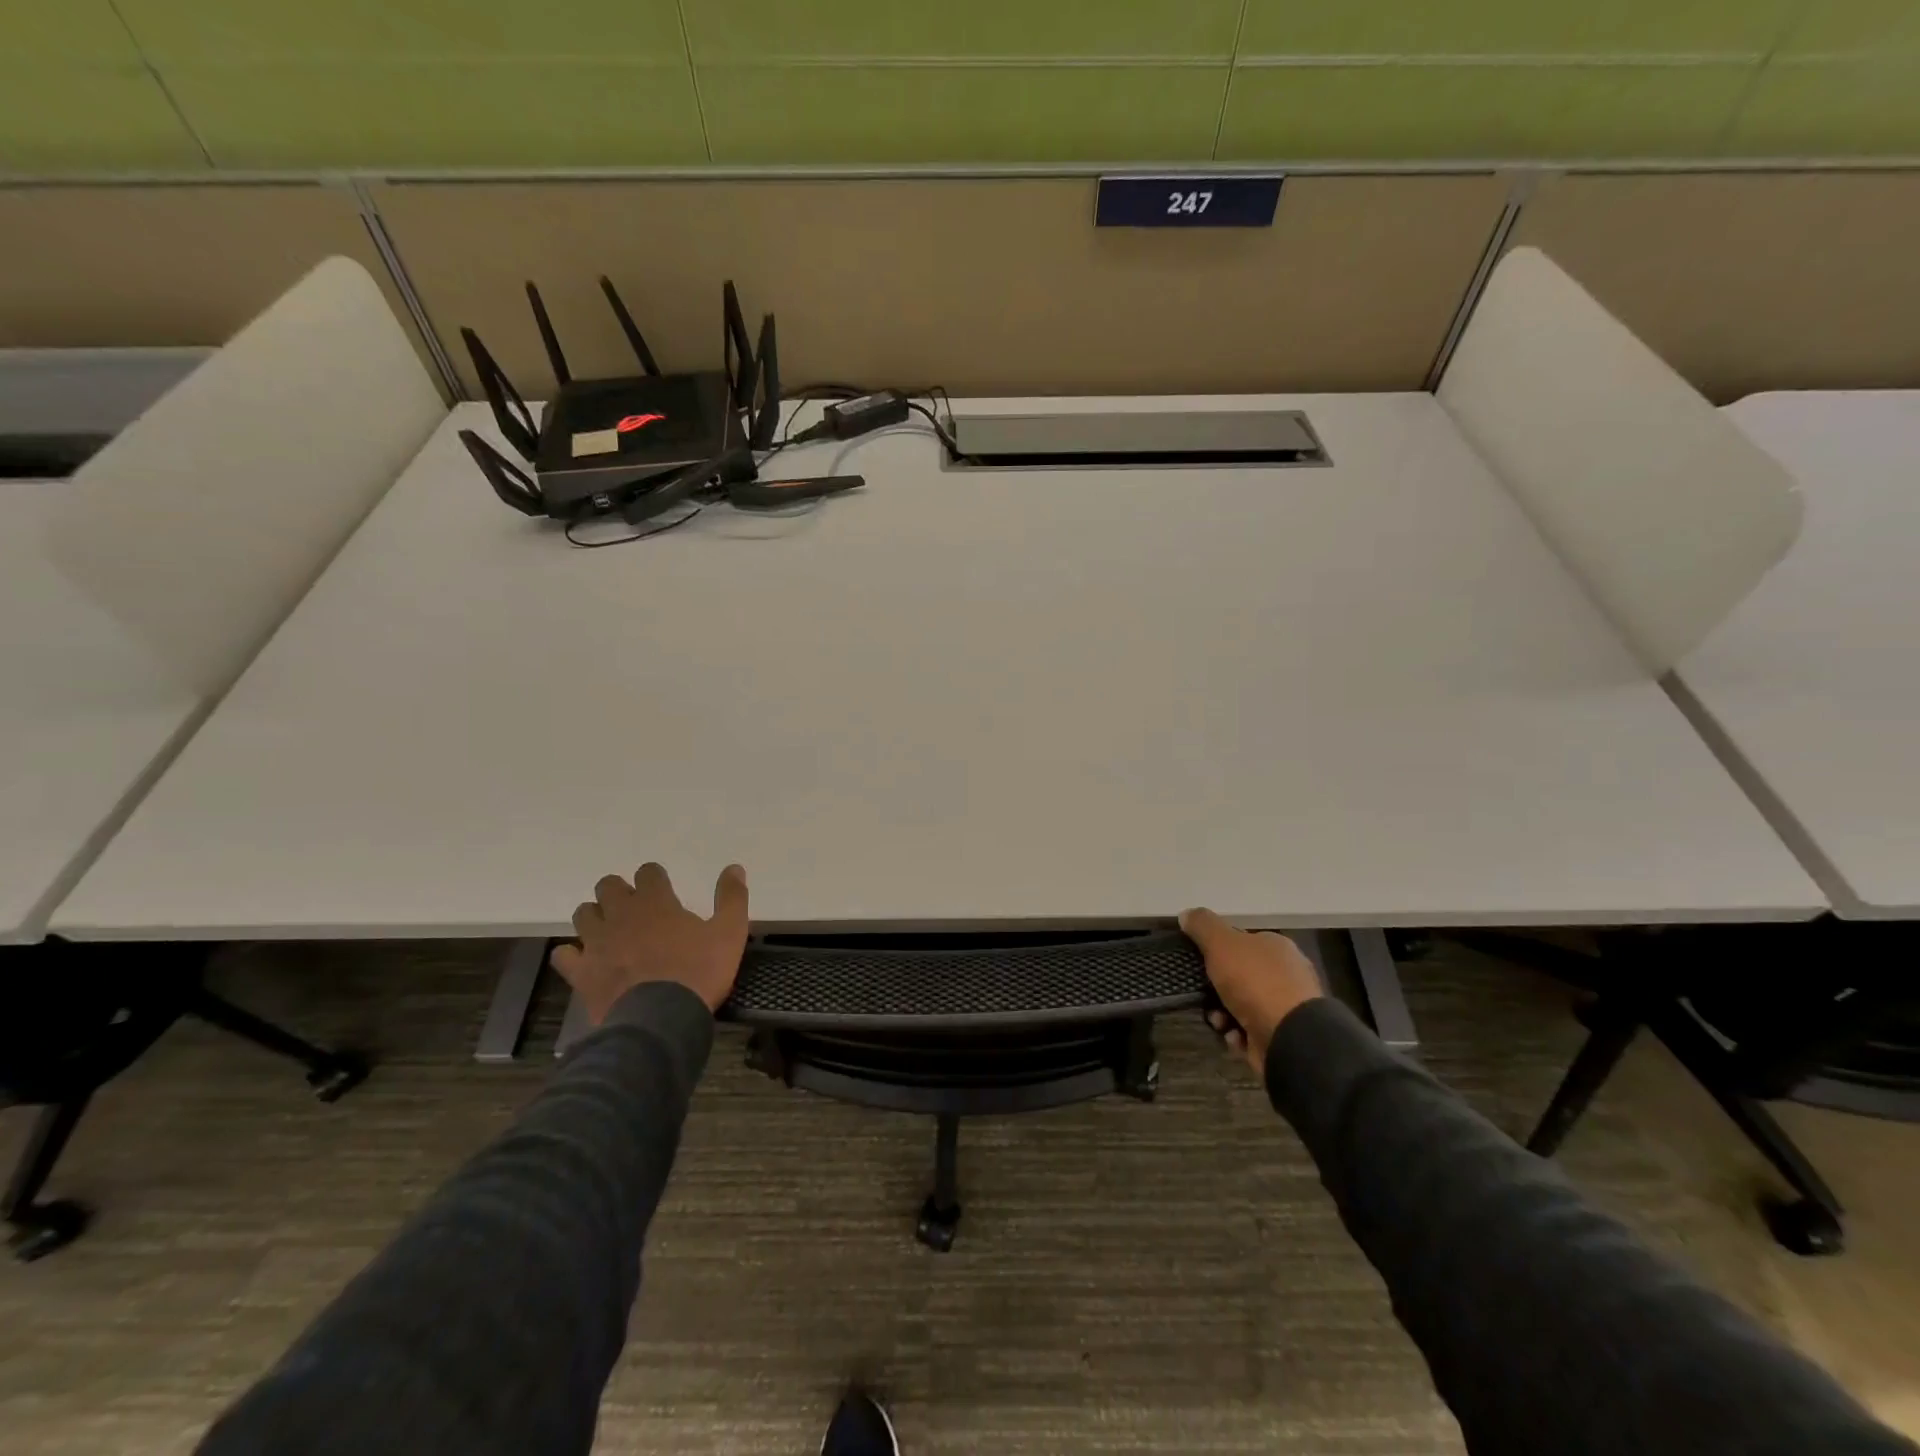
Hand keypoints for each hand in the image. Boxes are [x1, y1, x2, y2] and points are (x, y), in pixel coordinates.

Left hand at [553, 863, 749, 1021]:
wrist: (661, 1020)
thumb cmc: (698, 972)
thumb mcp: (729, 933)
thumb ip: (732, 898)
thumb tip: (734, 867)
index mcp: (656, 902)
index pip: (647, 872)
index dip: (654, 877)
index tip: (663, 888)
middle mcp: (621, 915)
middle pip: (608, 886)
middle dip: (619, 892)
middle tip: (635, 909)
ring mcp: (597, 943)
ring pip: (584, 914)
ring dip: (596, 917)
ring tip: (611, 930)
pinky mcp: (581, 972)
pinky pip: (565, 955)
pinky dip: (573, 954)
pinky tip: (586, 961)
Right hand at [1179, 908, 1322, 1073]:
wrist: (1290, 1038)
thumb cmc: (1256, 982)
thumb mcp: (1222, 944)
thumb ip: (1203, 926)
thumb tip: (1187, 914)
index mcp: (1276, 948)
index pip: (1243, 942)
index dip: (1218, 950)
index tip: (1199, 962)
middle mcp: (1285, 975)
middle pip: (1239, 976)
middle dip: (1216, 988)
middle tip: (1203, 994)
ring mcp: (1286, 1008)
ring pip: (1241, 1006)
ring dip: (1222, 1014)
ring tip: (1218, 1021)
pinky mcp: (1283, 1036)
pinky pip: (1250, 1031)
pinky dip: (1237, 1034)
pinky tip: (1233, 1036)